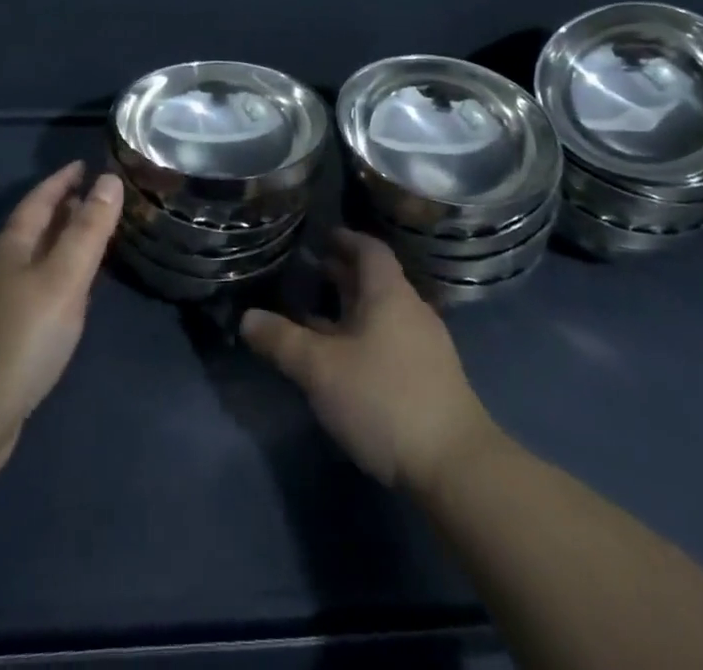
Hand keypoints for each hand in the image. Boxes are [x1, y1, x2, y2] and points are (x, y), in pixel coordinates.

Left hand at [0, 163, 121, 492]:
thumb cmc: (15, 343)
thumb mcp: (61, 282)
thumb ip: (87, 232)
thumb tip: (108, 180)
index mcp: (10, 247)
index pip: (40, 200)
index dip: (62, 181)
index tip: (85, 165)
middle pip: (34, 229)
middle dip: (63, 211)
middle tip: (98, 198)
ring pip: (33, 262)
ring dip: (60, 247)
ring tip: (90, 242)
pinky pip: (32, 294)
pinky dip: (55, 283)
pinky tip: (69, 301)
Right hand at [241, 227, 500, 490]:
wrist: (455, 465)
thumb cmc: (384, 398)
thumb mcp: (321, 369)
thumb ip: (282, 340)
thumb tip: (247, 317)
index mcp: (389, 294)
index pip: (370, 249)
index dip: (347, 239)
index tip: (323, 235)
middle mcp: (410, 310)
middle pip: (376, 280)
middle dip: (344, 274)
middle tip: (311, 270)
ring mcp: (425, 346)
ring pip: (382, 313)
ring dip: (352, 308)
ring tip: (317, 314)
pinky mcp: (429, 379)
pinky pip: (390, 340)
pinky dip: (364, 336)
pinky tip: (344, 359)